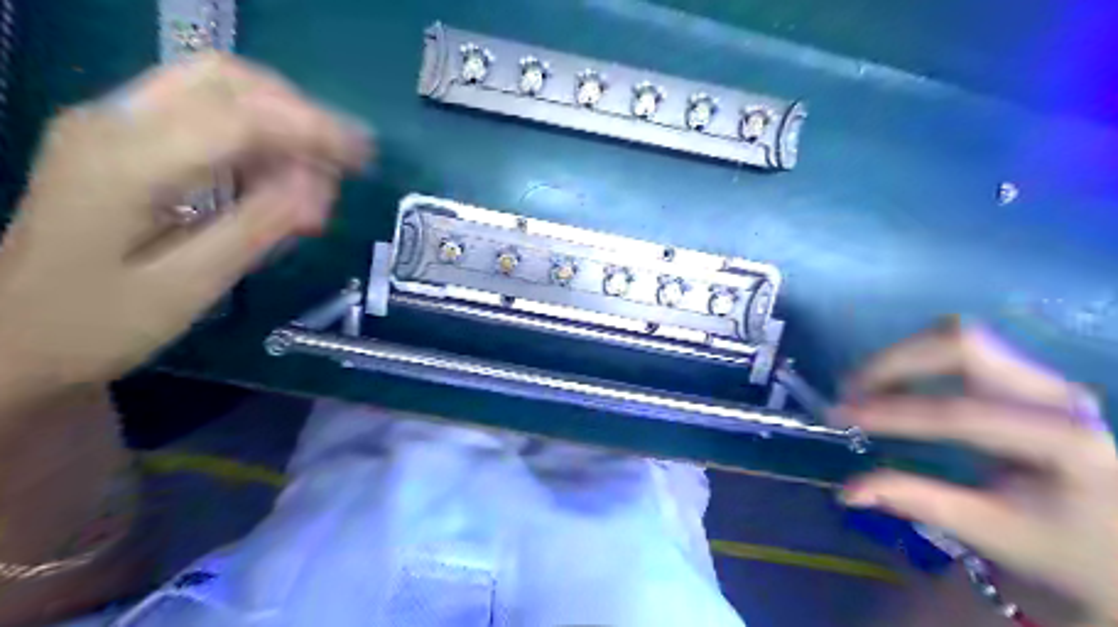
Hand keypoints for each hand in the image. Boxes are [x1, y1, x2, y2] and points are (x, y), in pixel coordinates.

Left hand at [0, 53, 370, 397]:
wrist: (9, 338)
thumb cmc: (98, 323)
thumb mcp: (188, 285)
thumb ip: (255, 228)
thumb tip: (318, 189)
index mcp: (125, 159)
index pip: (239, 116)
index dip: (311, 130)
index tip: (364, 157)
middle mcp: (113, 122)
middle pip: (225, 78)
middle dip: (298, 111)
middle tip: (345, 159)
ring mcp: (112, 126)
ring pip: (215, 88)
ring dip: (279, 122)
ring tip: (320, 176)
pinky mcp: (122, 142)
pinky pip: (203, 115)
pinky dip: (256, 137)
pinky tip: (279, 177)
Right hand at [844, 321, 1112, 624]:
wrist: (1113, 536)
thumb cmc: (1058, 543)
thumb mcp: (990, 530)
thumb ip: (918, 501)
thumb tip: (848, 491)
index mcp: (1062, 440)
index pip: (962, 413)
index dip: (894, 412)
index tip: (843, 414)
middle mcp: (1055, 394)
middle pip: (961, 345)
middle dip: (895, 361)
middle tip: (850, 389)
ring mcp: (1041, 377)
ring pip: (957, 337)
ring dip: (901, 355)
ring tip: (864, 386)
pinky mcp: (1023, 375)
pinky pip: (959, 348)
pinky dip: (915, 358)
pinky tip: (892, 384)